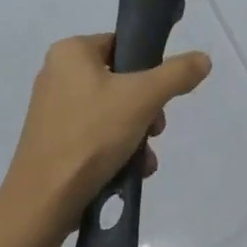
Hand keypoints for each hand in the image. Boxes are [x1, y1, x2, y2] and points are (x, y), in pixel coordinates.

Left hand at [0, 34, 211, 246]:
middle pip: (123, 81)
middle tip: (155, 130)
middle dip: (148, 109)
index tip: (161, 94)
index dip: (149, 68)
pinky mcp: (54, 142)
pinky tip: (131, 170)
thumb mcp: (144, 98)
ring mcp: (54, 111)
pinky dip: (119, 149)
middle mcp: (57, 75)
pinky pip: (98, 135)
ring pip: (114, 112)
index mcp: (70, 53)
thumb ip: (177, 74)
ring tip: (144, 158)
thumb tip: (203, 59)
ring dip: (138, 134)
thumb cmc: (91, 135)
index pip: (123, 45)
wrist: (44, 201)